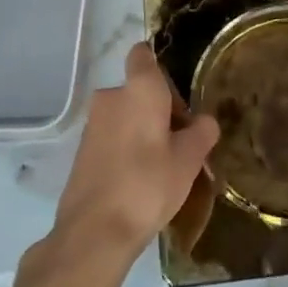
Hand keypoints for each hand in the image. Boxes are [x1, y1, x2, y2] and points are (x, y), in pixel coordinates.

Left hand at [50, 44, 219, 262]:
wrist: (94, 232)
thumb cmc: (148, 184)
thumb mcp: (189, 160)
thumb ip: (202, 132)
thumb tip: (205, 121)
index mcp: (139, 89)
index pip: (143, 54)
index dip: (159, 65)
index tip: (177, 91)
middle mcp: (111, 96)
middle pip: (139, 90)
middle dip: (160, 109)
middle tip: (182, 141)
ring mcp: (92, 124)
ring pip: (126, 115)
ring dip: (143, 130)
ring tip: (164, 165)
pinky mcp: (82, 150)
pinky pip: (112, 137)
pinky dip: (126, 148)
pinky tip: (140, 179)